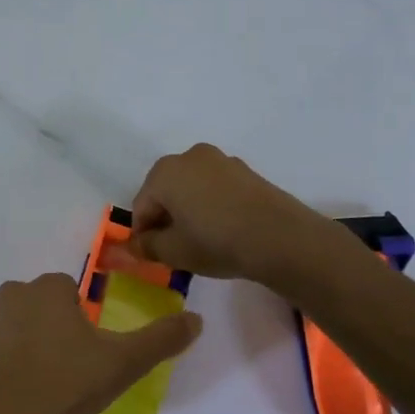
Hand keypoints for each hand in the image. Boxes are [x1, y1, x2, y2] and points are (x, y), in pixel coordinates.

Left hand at [0, 273, 201, 413]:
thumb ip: (162, 338)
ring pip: (9, 323)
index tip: (84, 351)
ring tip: (34, 381)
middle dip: (48, 327)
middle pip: (37, 304)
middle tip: (62, 368)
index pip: (68, 291)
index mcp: (48, 289)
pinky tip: (7, 387)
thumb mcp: (124, 363)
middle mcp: (11, 292)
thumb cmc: (66, 384)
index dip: (79, 319)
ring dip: (20, 342)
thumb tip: (196, 319)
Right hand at [119, 143, 348, 285]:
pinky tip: (223, 231)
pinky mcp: (246, 171)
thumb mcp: (173, 252)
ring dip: (189, 211)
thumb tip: (132, 246)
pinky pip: (215, 189)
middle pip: (165, 192)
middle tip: (174, 249)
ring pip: (191, 189)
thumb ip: (146, 247)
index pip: (141, 206)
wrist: (282, 238)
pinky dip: (211, 206)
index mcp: (164, 172)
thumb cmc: (216, 242)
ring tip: (200, 241)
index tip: (151, 256)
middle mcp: (189, 157)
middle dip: (165, 219)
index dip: (143, 234)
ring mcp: (221, 161)